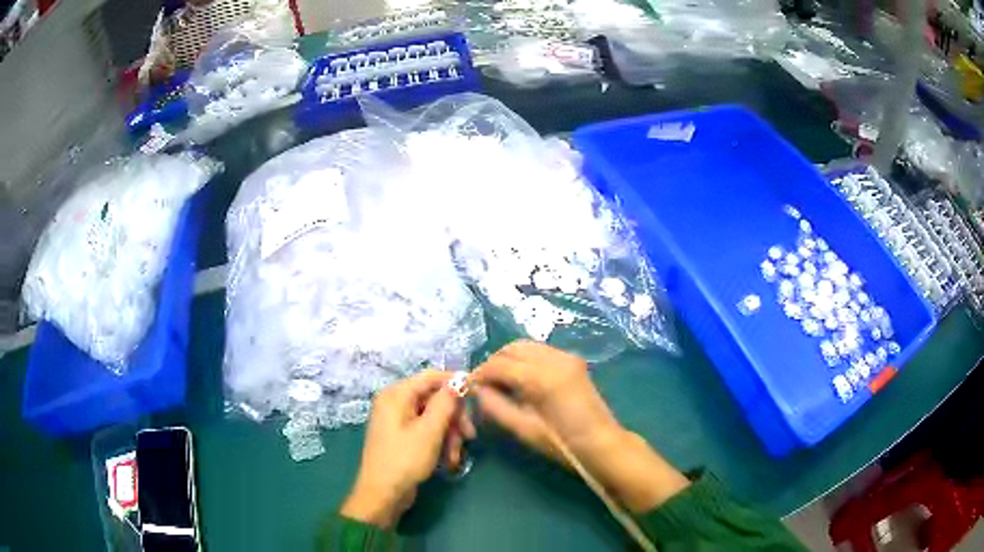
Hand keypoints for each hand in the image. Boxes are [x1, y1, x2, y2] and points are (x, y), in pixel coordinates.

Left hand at [341, 371, 474, 527]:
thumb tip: (460, 380)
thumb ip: (445, 403)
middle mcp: (395, 403)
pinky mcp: (403, 439)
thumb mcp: (429, 431)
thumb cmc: (405, 459)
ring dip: (449, 435)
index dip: (455, 382)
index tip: (477, 393)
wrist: (383, 495)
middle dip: (453, 418)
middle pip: (434, 399)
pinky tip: (449, 461)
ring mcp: (398, 422)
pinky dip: (439, 443)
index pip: (430, 377)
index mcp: (396, 395)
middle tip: (469, 435)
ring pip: (433, 418)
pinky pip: (426, 432)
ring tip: (456, 456)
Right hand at [472, 341, 688, 512]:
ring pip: (527, 345)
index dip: (480, 374)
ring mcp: (566, 356)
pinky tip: (521, 377)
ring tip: (500, 380)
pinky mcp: (573, 360)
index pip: (499, 365)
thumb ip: (495, 406)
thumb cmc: (560, 443)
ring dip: (509, 358)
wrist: (601, 443)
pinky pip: (541, 351)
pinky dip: (525, 358)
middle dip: (493, 362)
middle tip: (483, 383)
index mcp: (540, 377)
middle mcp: (553, 358)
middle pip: (512, 348)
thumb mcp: (522, 429)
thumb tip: (477, 390)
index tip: (469, 386)